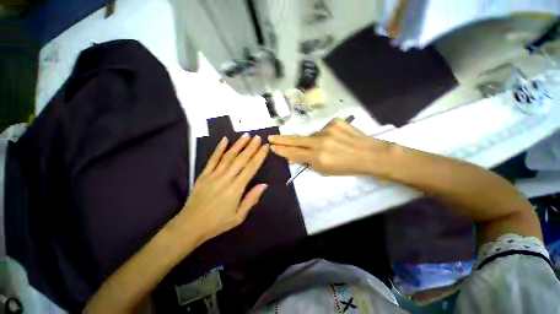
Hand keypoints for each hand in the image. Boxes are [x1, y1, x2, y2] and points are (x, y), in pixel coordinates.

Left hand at [175, 134, 268, 242]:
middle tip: (258, 137)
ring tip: (246, 136)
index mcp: (236, 189)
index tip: (265, 146)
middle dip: (250, 147)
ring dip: (237, 145)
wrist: (193, 223)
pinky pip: (212, 159)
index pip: (250, 168)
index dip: (259, 156)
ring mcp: (213, 175)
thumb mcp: (238, 217)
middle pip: (240, 159)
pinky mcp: (203, 174)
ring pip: (228, 156)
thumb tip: (263, 185)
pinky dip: (219, 149)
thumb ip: (250, 200)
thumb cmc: (217, 223)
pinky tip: (224, 140)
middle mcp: (226, 178)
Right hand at [268, 118, 390, 175]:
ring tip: (328, 147)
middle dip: (282, 139)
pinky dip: (327, 134)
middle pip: (296, 139)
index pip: (294, 153)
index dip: (282, 150)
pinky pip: (325, 128)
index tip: (272, 147)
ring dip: (314, 140)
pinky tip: (337, 139)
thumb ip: (310, 162)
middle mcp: (320, 142)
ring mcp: (328, 129)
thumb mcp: (327, 170)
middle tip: (271, 137)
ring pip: (313, 134)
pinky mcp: (335, 121)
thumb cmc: (348, 167)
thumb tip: (296, 154)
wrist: (369, 154)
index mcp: (318, 158)